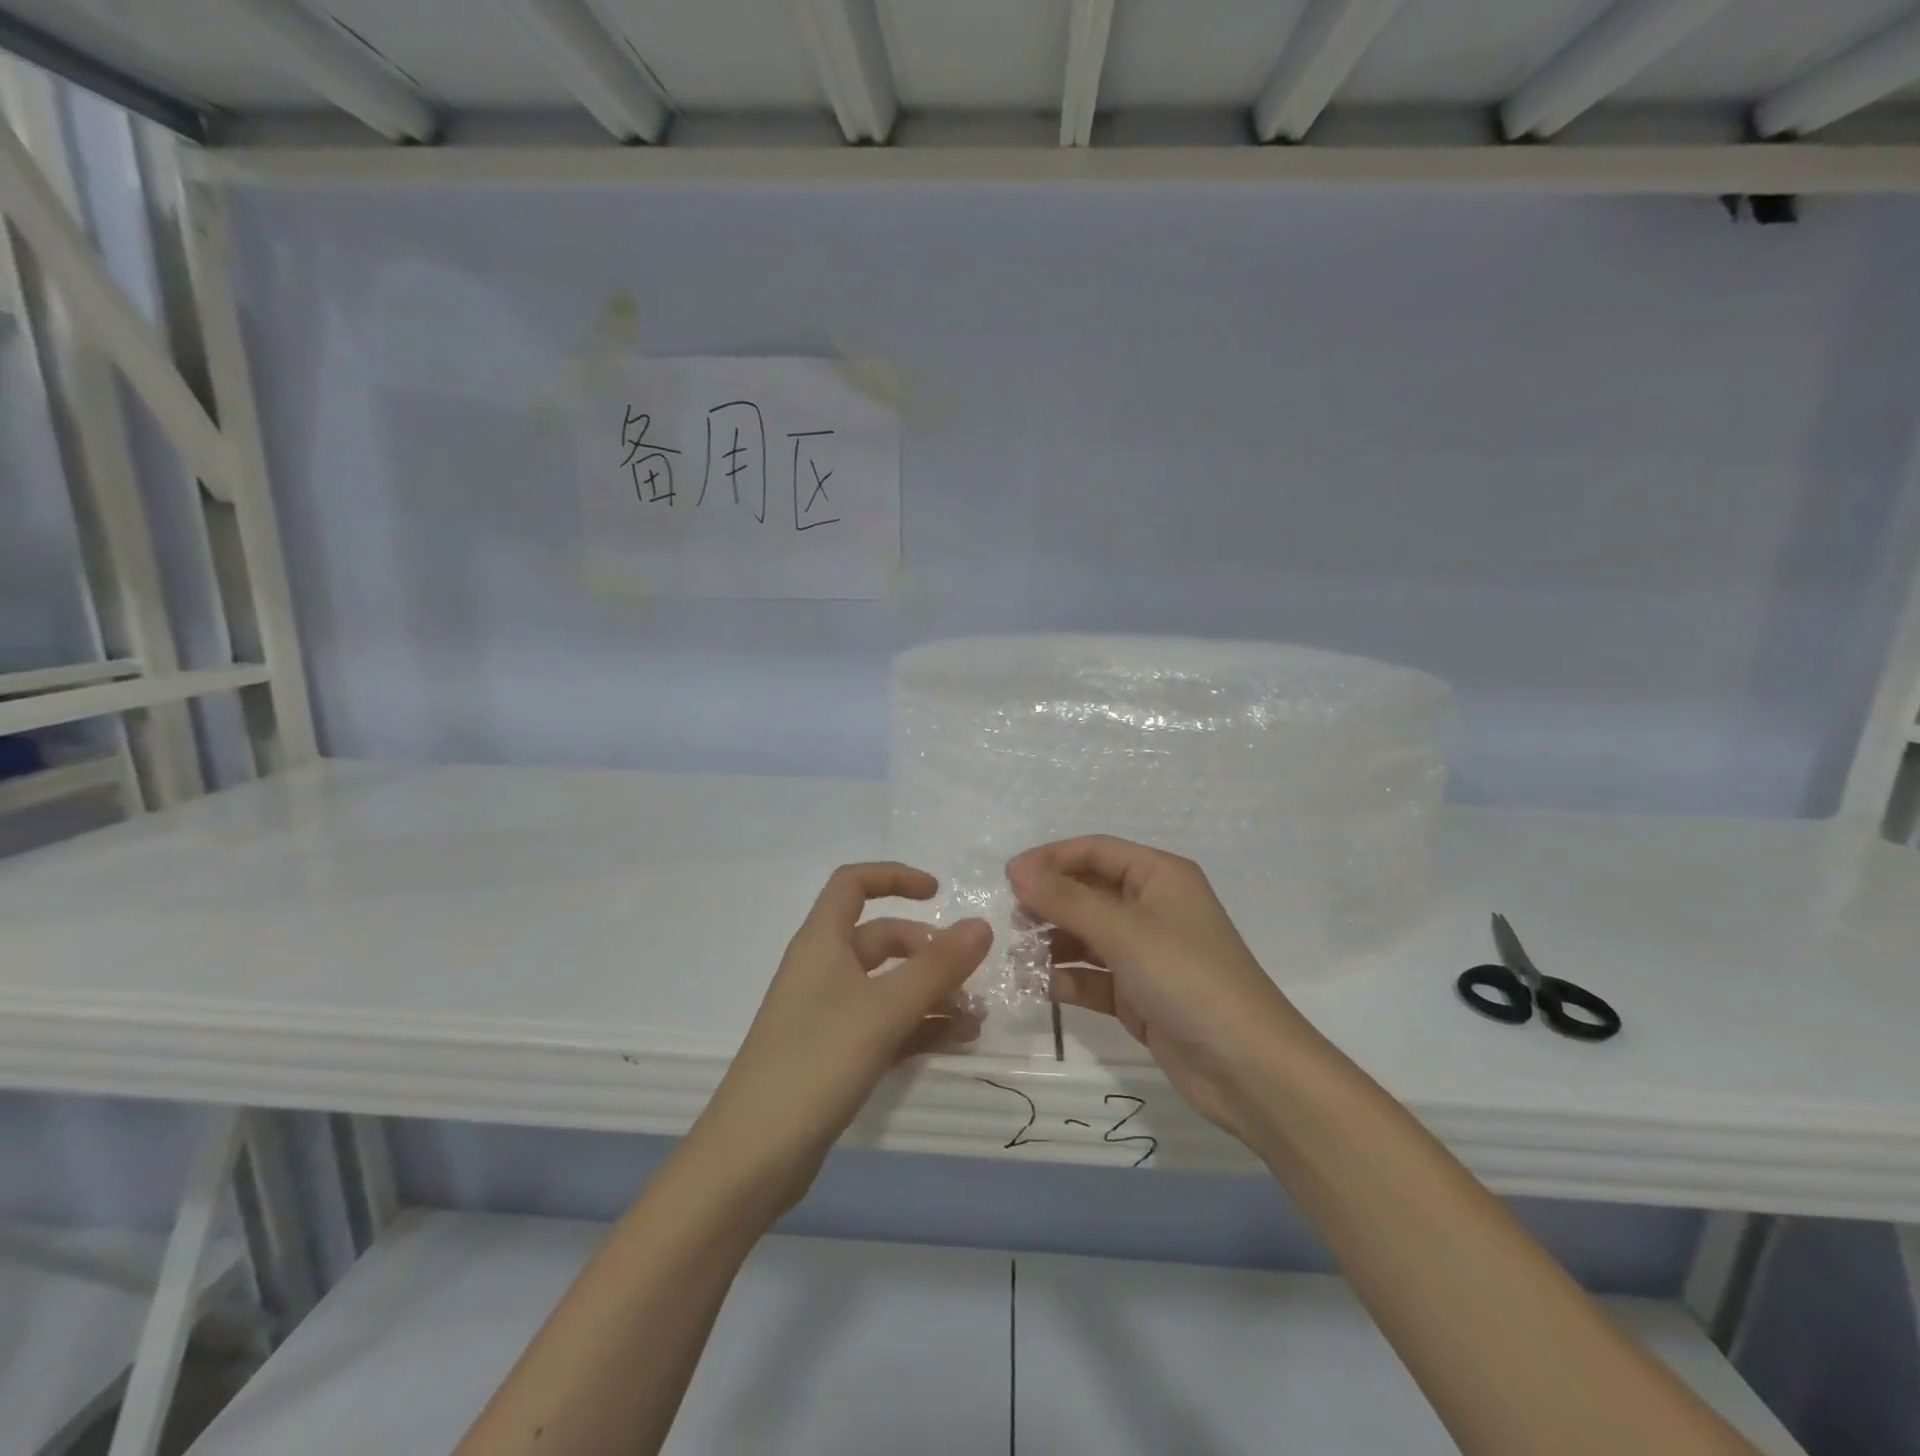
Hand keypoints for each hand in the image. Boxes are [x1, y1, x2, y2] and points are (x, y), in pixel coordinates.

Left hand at [688, 863, 991, 1214]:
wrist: (752, 1157)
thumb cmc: (815, 1063)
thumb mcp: (884, 1009)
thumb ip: (937, 967)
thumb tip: (981, 925)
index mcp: (822, 942)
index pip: (853, 884)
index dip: (894, 877)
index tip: (938, 893)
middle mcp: (822, 970)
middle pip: (881, 939)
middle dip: (928, 952)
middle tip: (968, 977)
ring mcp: (826, 1015)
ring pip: (887, 987)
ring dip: (930, 995)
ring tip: (975, 1021)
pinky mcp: (832, 1055)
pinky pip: (883, 1025)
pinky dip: (917, 1028)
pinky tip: (954, 1043)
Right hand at [1007, 836, 1315, 1140]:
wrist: (1247, 1068)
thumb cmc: (1186, 978)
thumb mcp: (1123, 931)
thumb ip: (1065, 899)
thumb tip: (1017, 869)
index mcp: (1159, 876)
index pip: (1095, 851)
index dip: (1051, 859)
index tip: (1008, 878)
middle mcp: (1153, 907)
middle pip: (1089, 891)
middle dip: (1050, 902)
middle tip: (1012, 921)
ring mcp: (1147, 953)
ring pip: (1088, 935)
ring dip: (1054, 943)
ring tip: (1020, 957)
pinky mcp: (1140, 994)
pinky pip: (1095, 976)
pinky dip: (1070, 979)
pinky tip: (1043, 988)